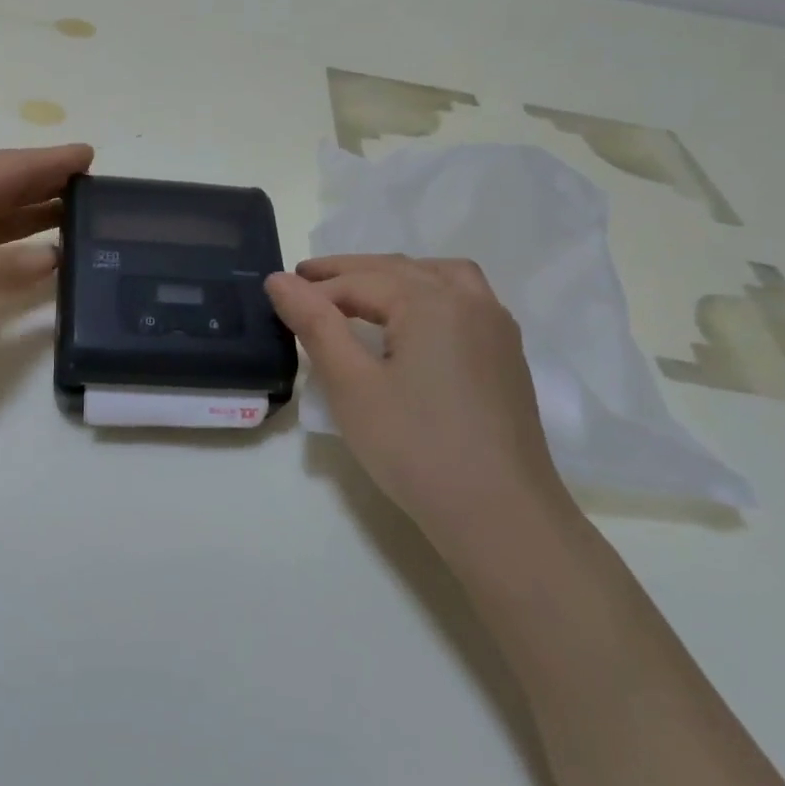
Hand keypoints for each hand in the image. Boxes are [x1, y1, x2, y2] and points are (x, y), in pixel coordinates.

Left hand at [0, 144, 93, 384]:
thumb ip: (8, 266)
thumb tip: (51, 259)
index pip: (13, 166)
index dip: (53, 162)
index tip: (91, 155)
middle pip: (3, 192)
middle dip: (46, 192)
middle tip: (93, 194)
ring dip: (28, 226)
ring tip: (74, 226)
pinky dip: (3, 261)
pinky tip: (30, 268)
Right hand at [266, 255, 570, 548]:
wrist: (501, 516)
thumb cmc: (415, 448)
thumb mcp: (351, 384)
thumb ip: (315, 324)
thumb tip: (279, 280)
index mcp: (431, 301)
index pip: (359, 282)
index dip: (315, 290)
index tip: (277, 296)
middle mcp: (469, 300)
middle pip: (398, 269)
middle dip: (348, 272)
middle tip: (305, 277)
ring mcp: (496, 327)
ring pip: (438, 276)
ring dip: (394, 275)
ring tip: (360, 288)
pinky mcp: (507, 355)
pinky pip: (463, 300)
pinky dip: (427, 292)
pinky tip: (411, 321)